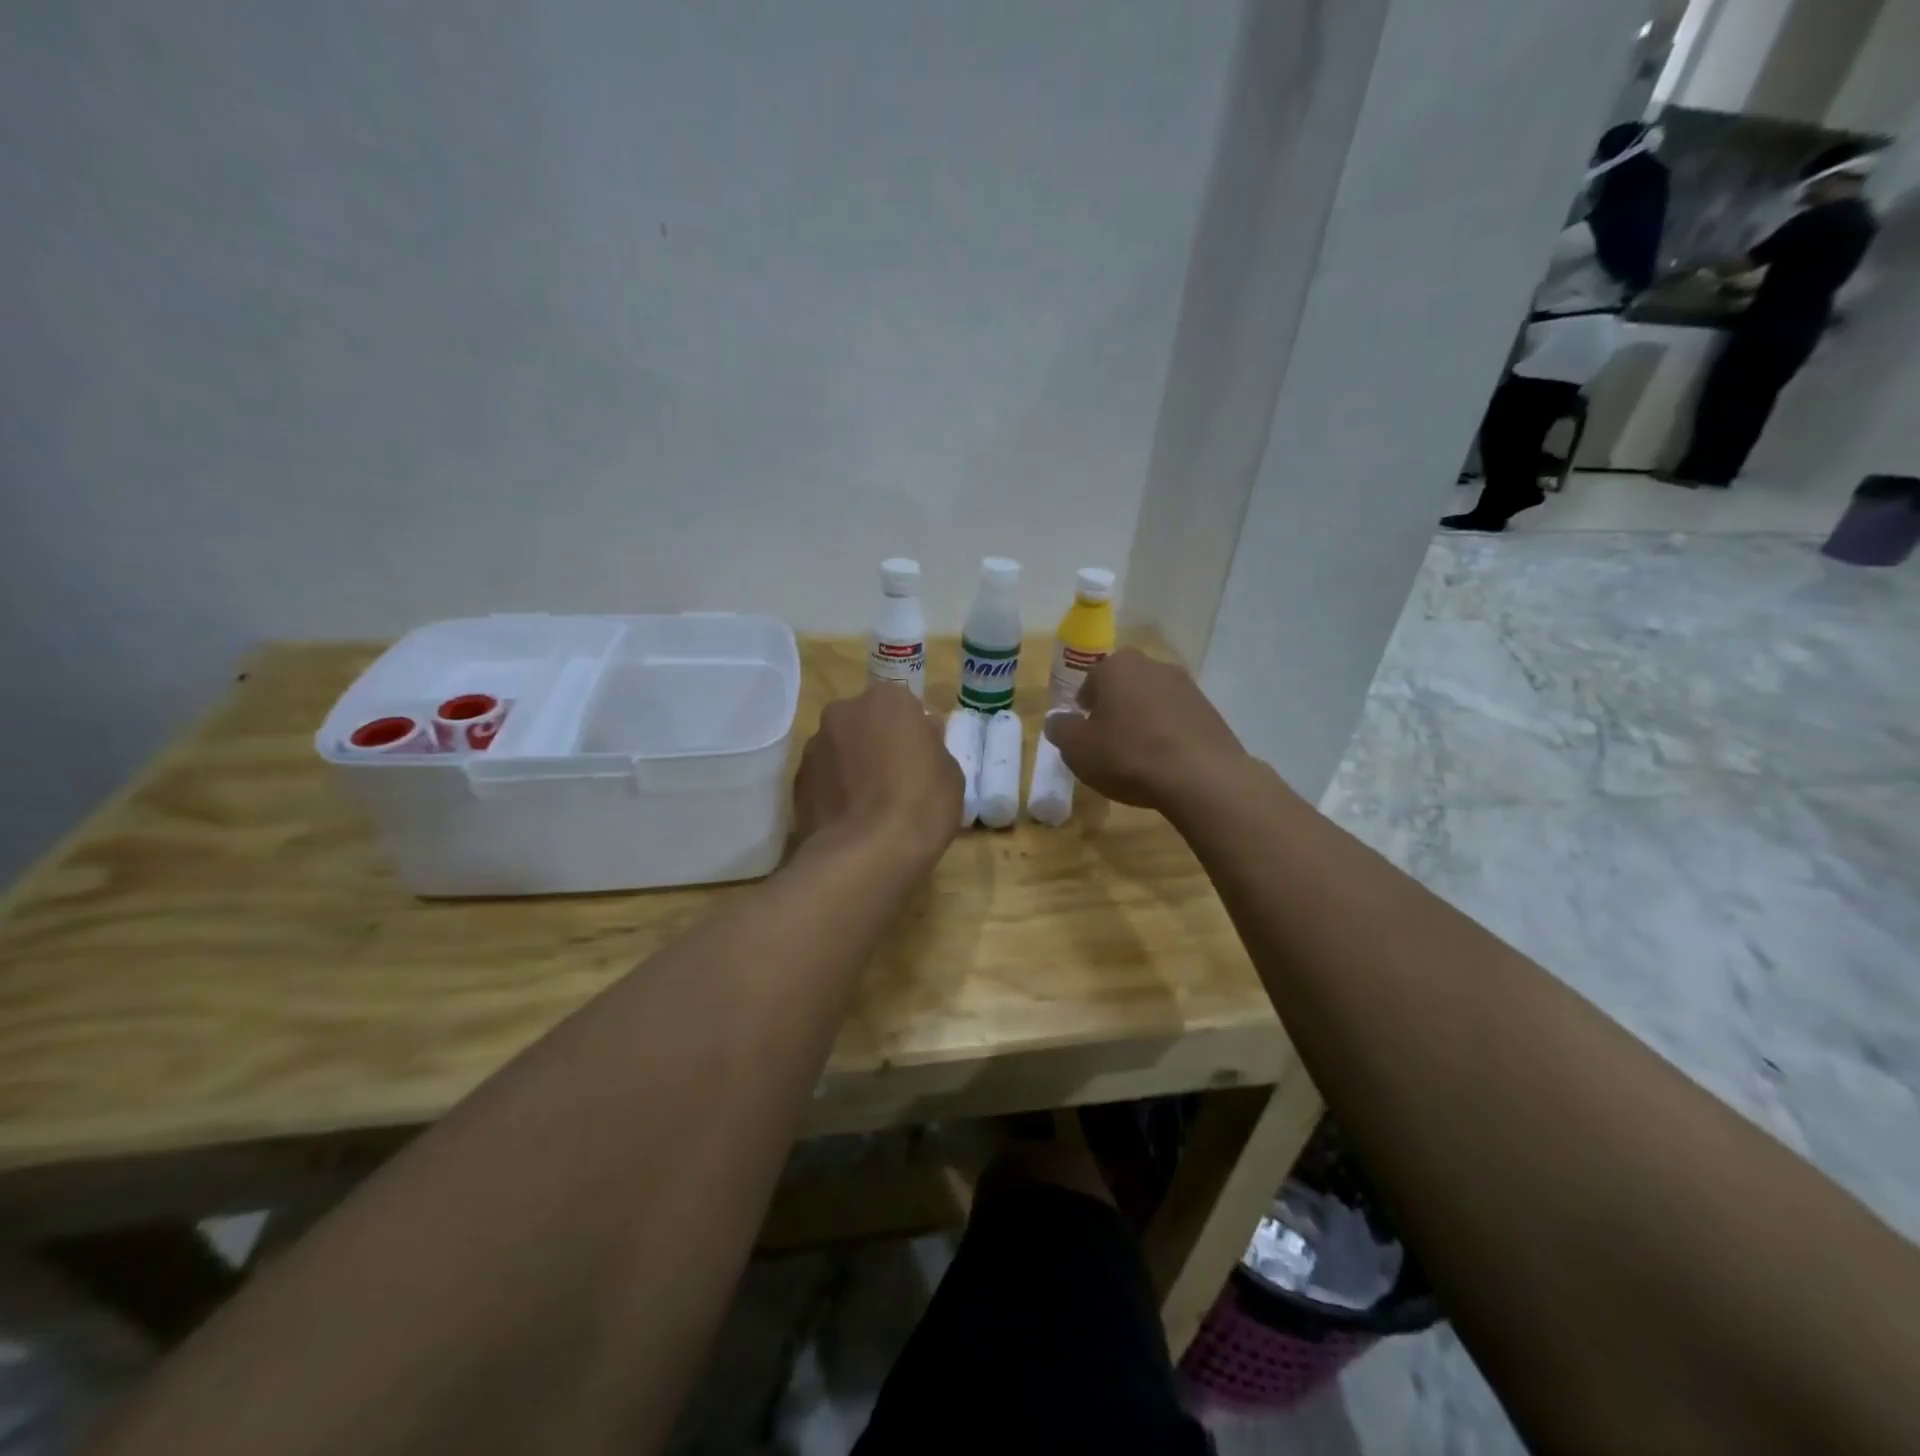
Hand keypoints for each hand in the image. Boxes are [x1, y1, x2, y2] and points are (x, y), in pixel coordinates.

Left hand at [793, 683, 961, 865]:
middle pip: (865, 722)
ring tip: (869, 806)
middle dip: (876, 743)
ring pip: (840, 749)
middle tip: (895, 779)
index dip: (912, 733)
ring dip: (852, 766)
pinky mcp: (796, 781)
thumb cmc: (920, 805)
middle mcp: (843, 712)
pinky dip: (834, 791)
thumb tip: (923, 735)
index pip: (903, 707)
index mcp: (886, 701)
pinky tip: (850, 820)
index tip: (920, 759)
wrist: (865, 855)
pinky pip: (823, 779)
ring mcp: (814, 746)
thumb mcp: (951, 774)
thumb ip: (933, 746)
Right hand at [1043, 650, 1248, 812]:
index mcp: (1117, 666)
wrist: (1200, 777)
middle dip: (1116, 708)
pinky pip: (1179, 721)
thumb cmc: (1127, 755)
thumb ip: (1061, 729)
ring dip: (1144, 721)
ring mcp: (1188, 688)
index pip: (1092, 679)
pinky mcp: (1212, 713)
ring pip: (1154, 702)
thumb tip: (1057, 721)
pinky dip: (1169, 736)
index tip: (1084, 729)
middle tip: (1108, 741)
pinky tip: (1165, 764)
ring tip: (1138, 756)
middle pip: (1126, 686)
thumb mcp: (1077, 748)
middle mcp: (1154, 666)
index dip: (1085, 705)